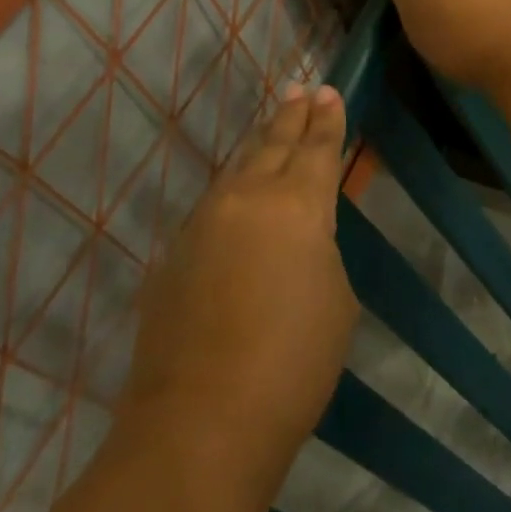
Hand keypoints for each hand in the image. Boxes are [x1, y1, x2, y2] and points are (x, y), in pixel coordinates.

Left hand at [120, 85, 356, 498]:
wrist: (201, 422)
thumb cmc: (293, 361)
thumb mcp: (336, 299)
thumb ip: (320, 252)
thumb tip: (299, 241)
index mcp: (297, 204)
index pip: (316, 147)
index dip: (327, 119)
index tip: (328, 92)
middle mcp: (247, 198)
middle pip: (273, 144)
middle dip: (292, 115)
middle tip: (302, 90)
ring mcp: (204, 222)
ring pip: (237, 169)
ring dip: (259, 146)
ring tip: (272, 127)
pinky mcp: (175, 253)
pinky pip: (213, 206)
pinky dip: (233, 190)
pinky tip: (237, 196)